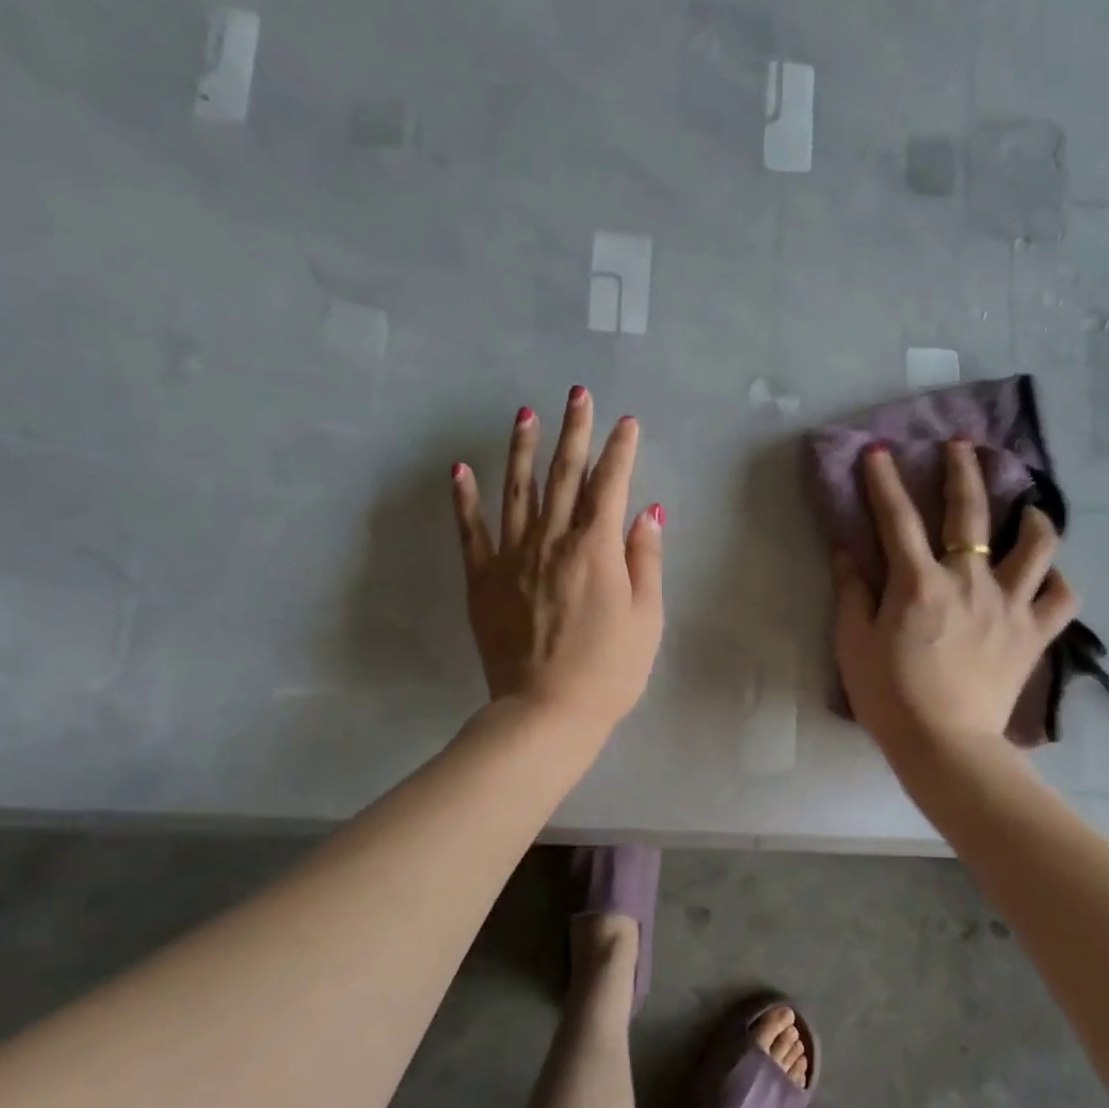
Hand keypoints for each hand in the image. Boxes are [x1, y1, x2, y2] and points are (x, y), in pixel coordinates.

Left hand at [452, 387, 663, 733]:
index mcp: (596, 549)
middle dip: (574, 431)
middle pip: (565, 475)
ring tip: (524, 413)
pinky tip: (461, 469)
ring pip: (517, 490)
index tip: (626, 422)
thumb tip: (647, 512)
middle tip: (577, 394)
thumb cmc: (609, 671)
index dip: (621, 450)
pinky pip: (471, 531)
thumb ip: (645, 561)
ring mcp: (512, 557)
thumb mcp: (646, 618)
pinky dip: (466, 498)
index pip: (611, 485)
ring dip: (522, 448)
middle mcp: (552, 541)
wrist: (546, 713)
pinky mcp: (482, 580)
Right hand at [833, 440, 1077, 758]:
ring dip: (1033, 519)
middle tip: (963, 445)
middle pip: (970, 512)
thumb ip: (852, 592)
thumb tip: (846, 551)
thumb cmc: (890, 696)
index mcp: (920, 583)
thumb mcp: (854, 644)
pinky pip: (1062, 599)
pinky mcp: (1033, 635)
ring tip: (1028, 509)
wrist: (944, 746)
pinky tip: (1049, 575)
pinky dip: (1059, 581)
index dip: (884, 481)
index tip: (878, 451)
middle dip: (963, 471)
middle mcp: (969, 581)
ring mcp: (1009, 606)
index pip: (897, 519)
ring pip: (1036, 546)